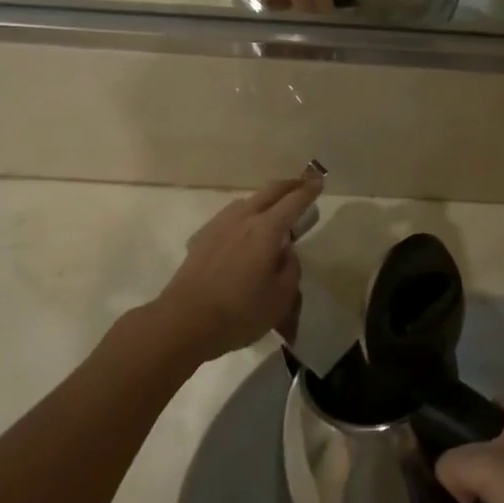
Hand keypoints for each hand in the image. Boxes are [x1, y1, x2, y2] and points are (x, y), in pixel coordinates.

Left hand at [152, 176, 323, 362]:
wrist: (184, 321)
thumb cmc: (239, 312)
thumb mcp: (281, 298)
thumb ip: (291, 268)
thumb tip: (286, 251)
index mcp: (267, 229)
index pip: (294, 201)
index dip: (309, 190)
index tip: (320, 181)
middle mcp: (243, 218)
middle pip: (270, 191)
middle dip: (289, 185)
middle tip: (302, 185)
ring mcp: (219, 225)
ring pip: (247, 201)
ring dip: (265, 199)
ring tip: (273, 211)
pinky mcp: (202, 237)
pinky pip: (230, 217)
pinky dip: (245, 216)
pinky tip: (243, 232)